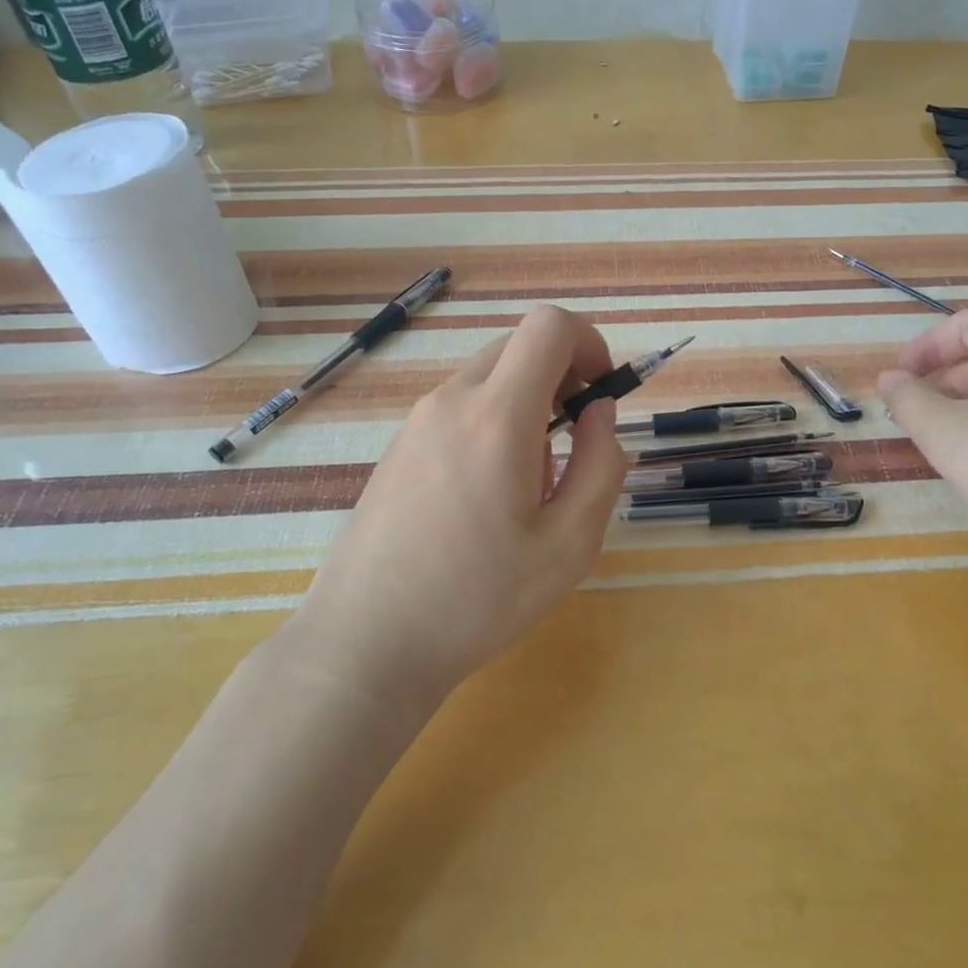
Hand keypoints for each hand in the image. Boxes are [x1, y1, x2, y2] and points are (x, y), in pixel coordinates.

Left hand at [291, 305, 629, 708]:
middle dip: (562, 374)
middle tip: (573, 440)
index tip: (599, 394)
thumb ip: (601, 463)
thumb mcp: (570, 543)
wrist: (366, 642)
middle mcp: (452, 400)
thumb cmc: (479, 598)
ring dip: (527, 401)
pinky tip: (487, 491)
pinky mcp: (399, 444)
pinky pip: (460, 405)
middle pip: (519, 344)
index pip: (549, 326)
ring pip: (490, 375)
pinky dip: (492, 420)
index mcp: (497, 415)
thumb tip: (599, 410)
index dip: (589, 343)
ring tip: (530, 478)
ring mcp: (417, 420)